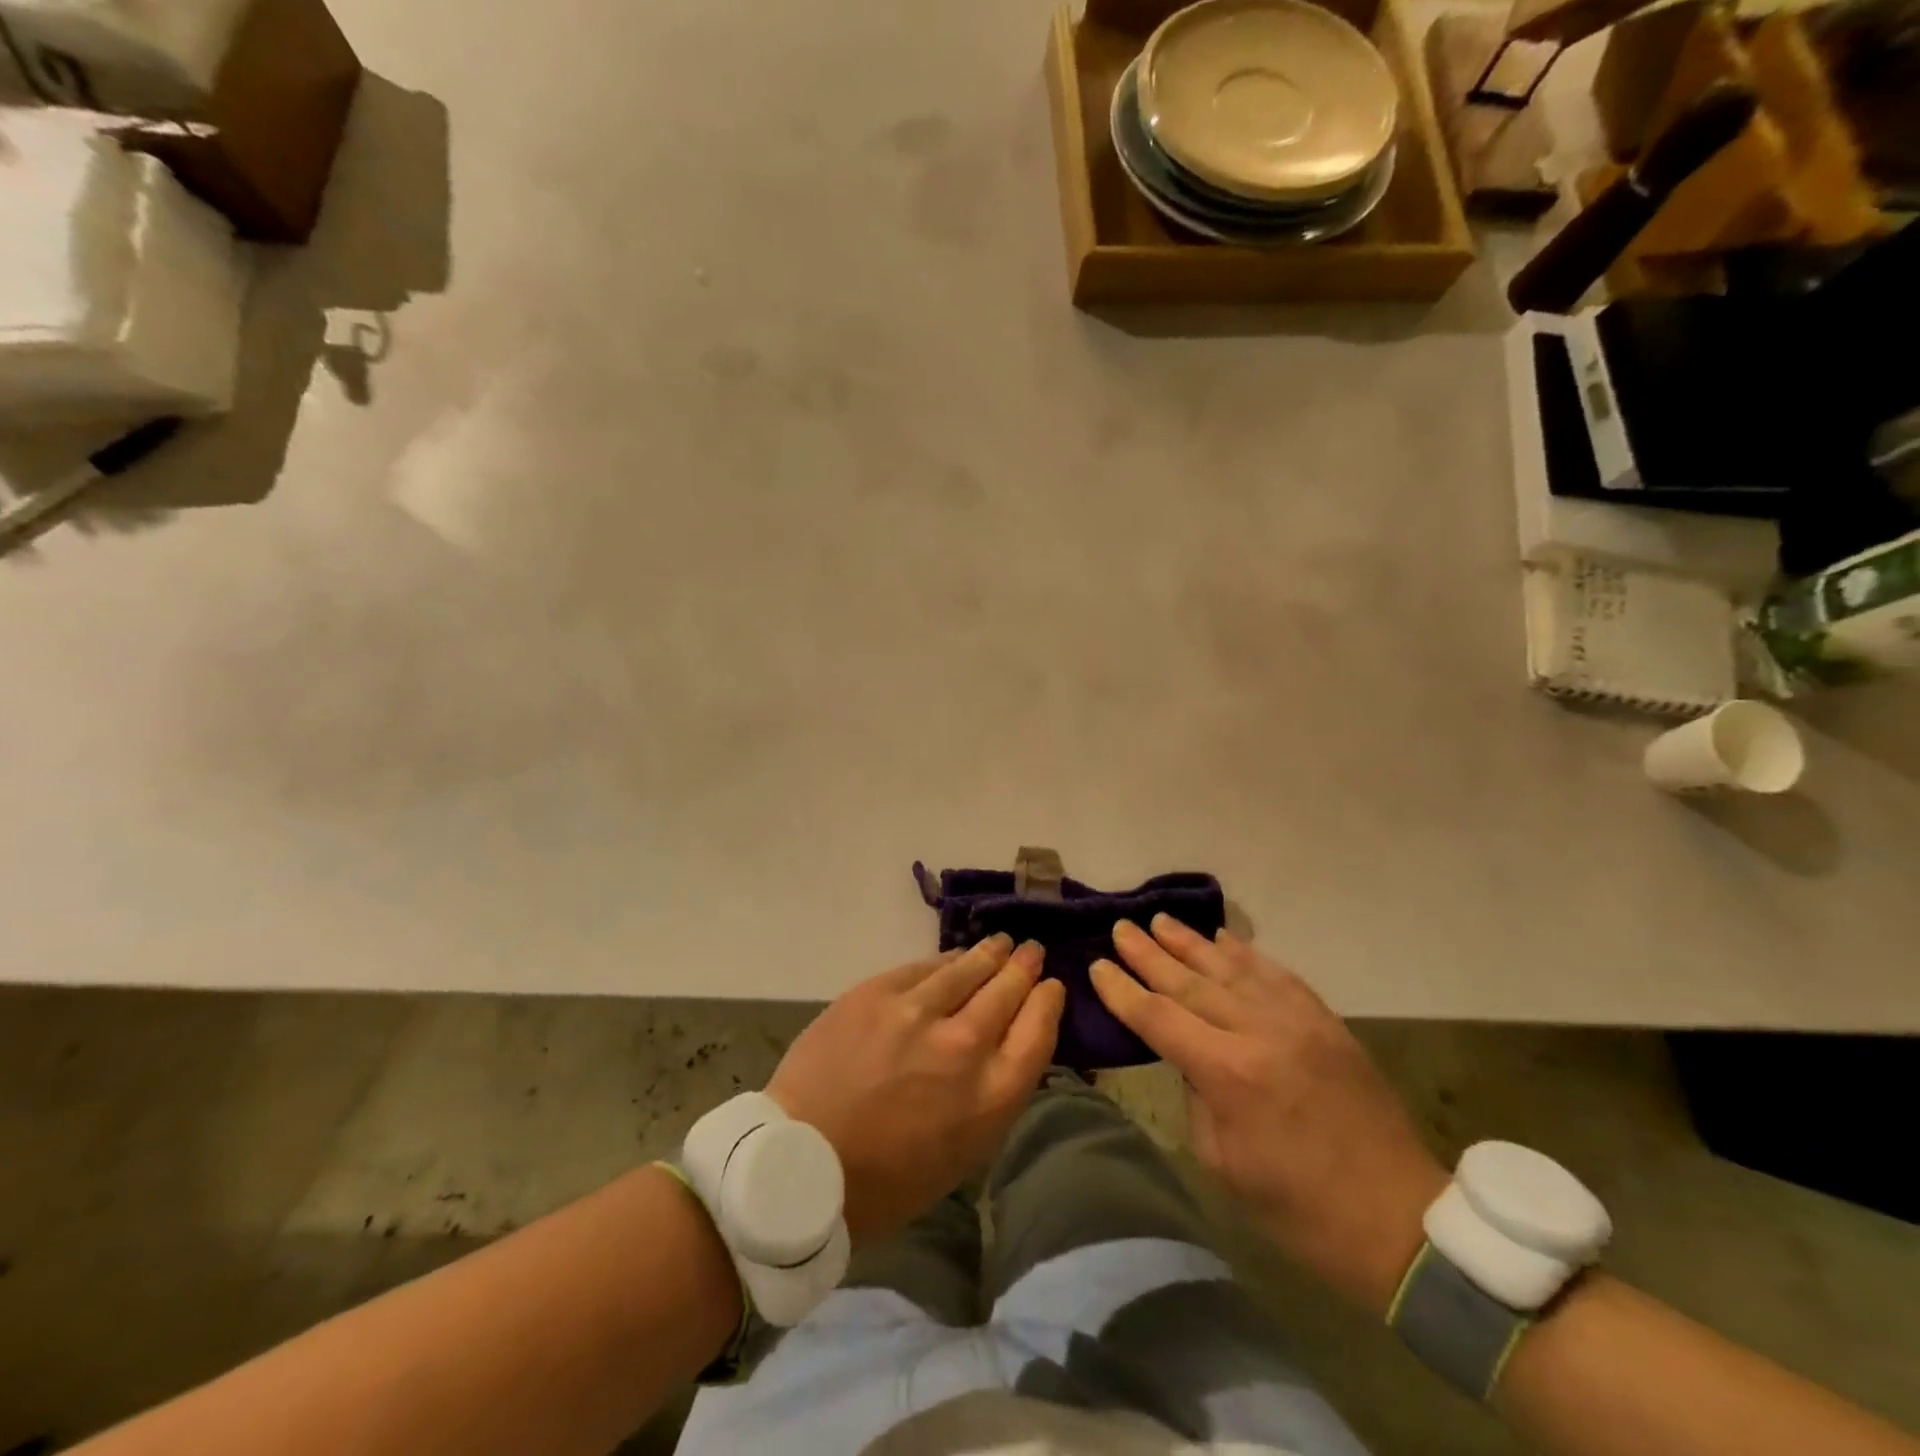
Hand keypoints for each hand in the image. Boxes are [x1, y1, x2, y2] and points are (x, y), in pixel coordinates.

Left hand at [768, 935, 1064, 1244]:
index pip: (1037, 1031)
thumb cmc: (886, 1179)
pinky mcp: (878, 992)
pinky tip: (954, 956)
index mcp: (990, 1097)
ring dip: (990, 953)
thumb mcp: (962, 1153)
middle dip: (1024, 968)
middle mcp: (963, 1045)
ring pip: (968, 968)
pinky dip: (945, 960)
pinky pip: (924, 966)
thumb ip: (992, 1095)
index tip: (1051, 987)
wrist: (803, 1161)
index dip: (1048, 1002)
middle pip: (1008, 991)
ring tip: (1002, 943)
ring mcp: (918, 1012)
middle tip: (1031, 953)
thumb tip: (1004, 1048)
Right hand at [1091, 919, 1447, 1314]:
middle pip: (1190, 981)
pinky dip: (1245, 953)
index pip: (1158, 1017)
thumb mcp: (1224, 1164)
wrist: (1399, 1221)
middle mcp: (1258, 1032)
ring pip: (1231, 967)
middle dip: (1148, 953)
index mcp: (1228, 1073)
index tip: (1097, 965)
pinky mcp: (1325, 1021)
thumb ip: (1197, 1098)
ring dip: (1191, 942)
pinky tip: (1224, 938)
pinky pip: (1277, 974)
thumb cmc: (1300, 1209)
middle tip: (1120, 927)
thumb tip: (1187, 1058)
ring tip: (1160, 920)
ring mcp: (1296, 1020)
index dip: (1123, 991)